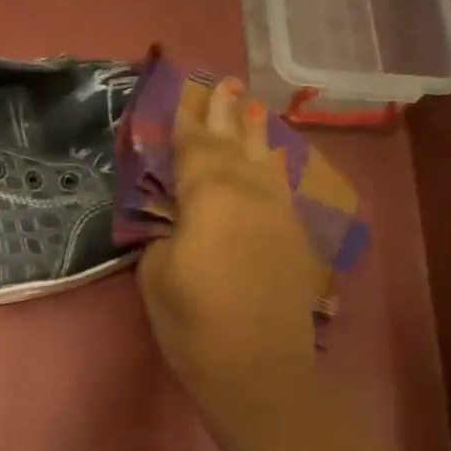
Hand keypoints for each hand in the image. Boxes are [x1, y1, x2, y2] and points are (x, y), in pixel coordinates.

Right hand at [138, 78, 322, 414]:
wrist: (257, 369)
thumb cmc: (193, 322)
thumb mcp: (155, 273)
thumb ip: (164, 232)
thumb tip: (175, 217)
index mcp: (210, 196)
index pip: (194, 146)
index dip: (186, 118)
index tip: (184, 89)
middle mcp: (250, 192)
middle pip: (235, 142)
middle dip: (225, 112)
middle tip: (223, 82)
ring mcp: (279, 213)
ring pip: (266, 159)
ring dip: (255, 131)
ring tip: (251, 107)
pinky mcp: (295, 237)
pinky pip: (282, 186)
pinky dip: (274, 165)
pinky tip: (272, 158)